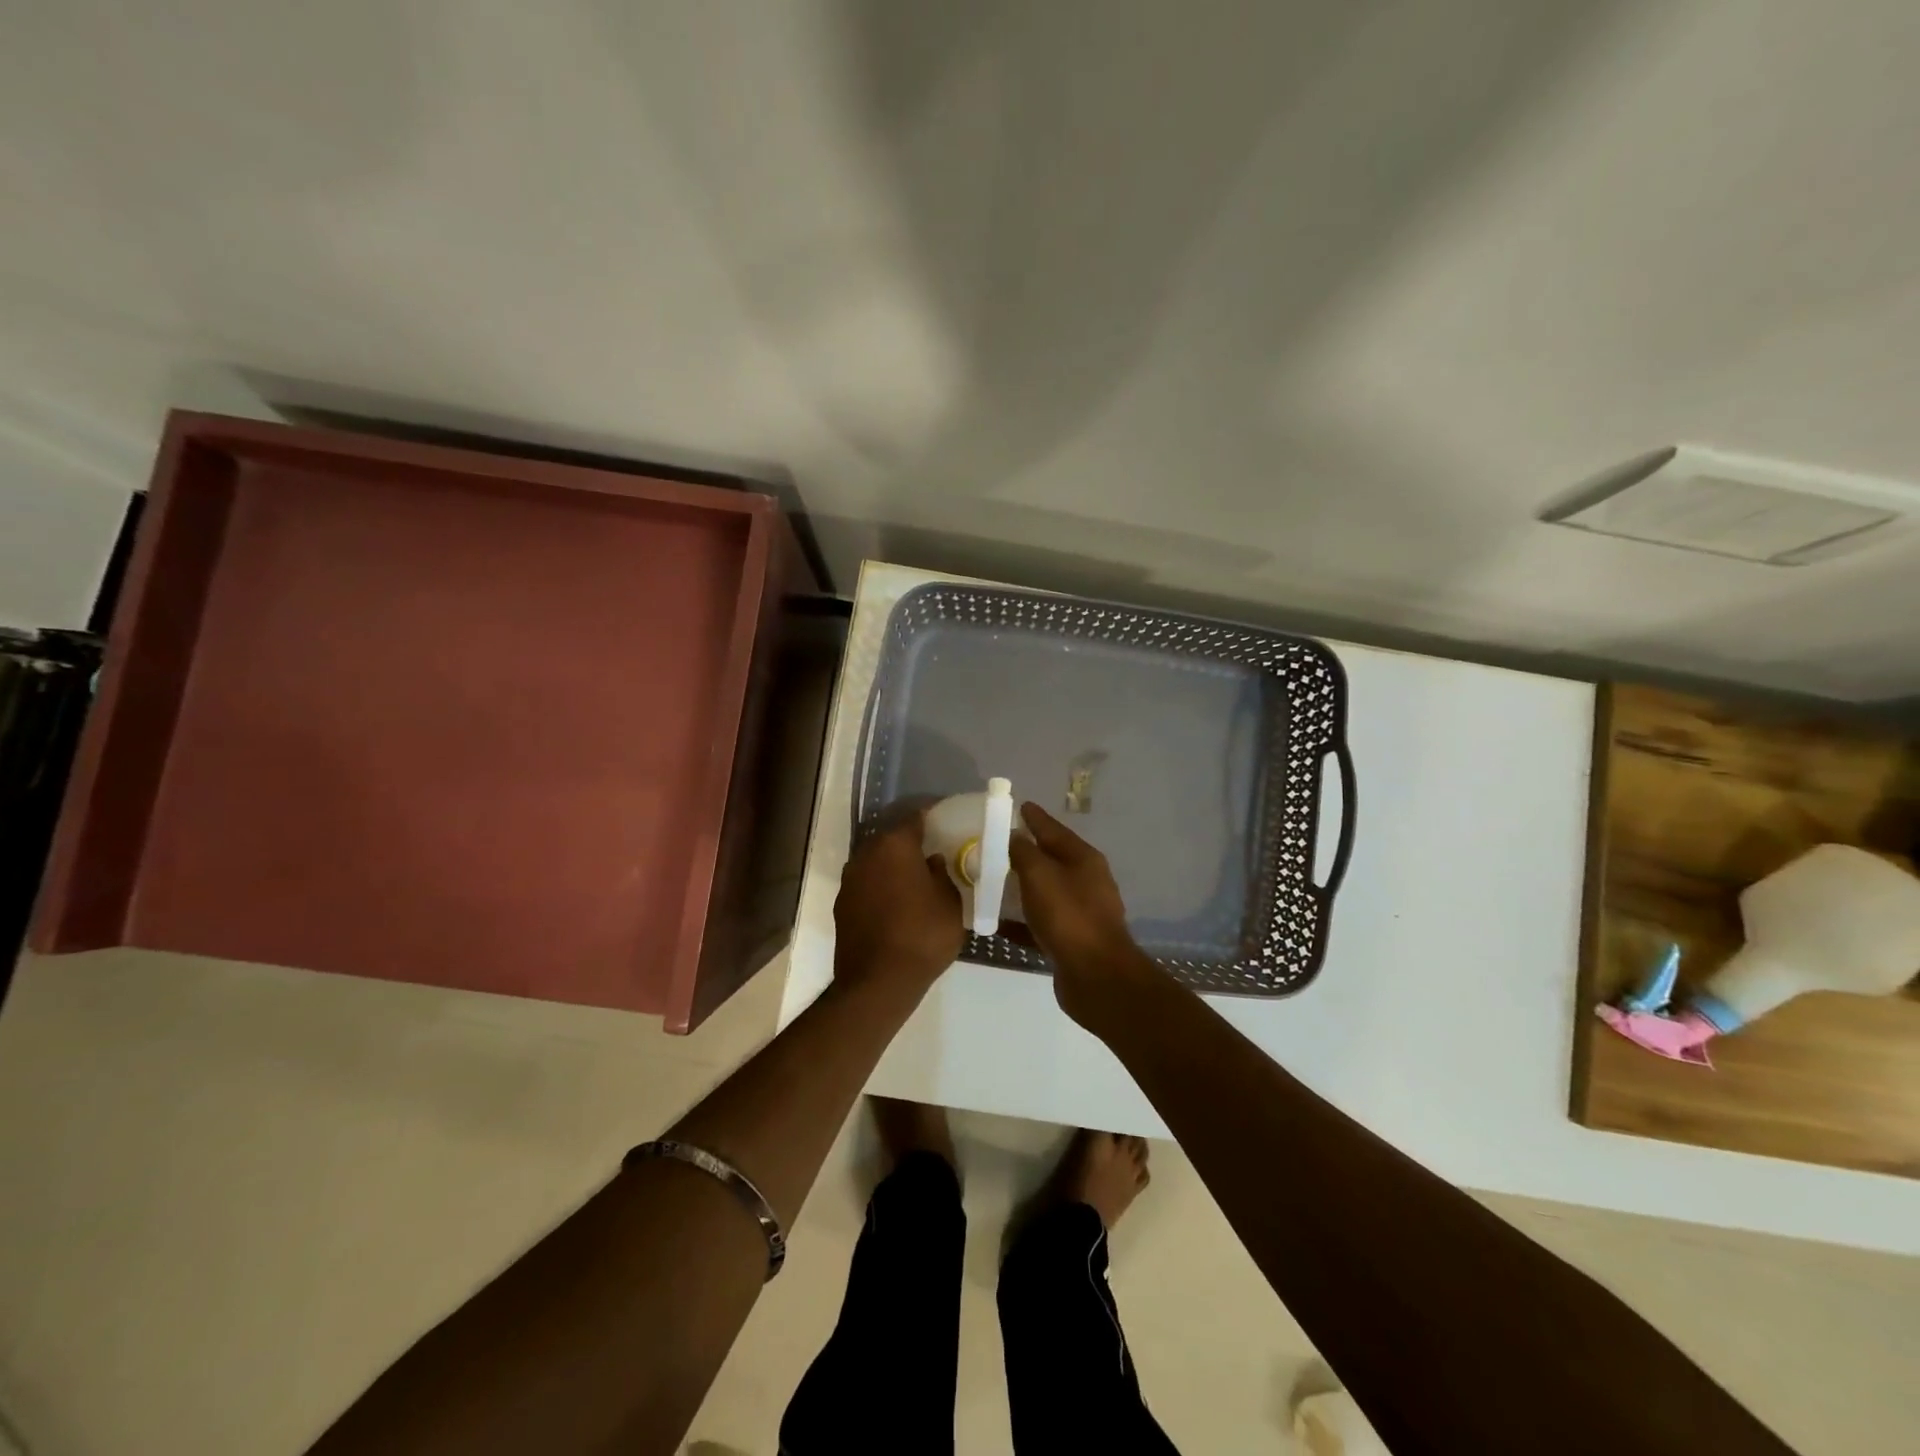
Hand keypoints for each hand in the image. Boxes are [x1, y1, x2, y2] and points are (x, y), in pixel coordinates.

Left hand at [833, 808, 962, 1002]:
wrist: (877, 982)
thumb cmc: (922, 936)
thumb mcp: (949, 904)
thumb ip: (941, 875)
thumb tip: (931, 862)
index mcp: (895, 846)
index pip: (915, 819)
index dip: (931, 819)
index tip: (945, 823)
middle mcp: (867, 855)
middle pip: (891, 840)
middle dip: (910, 844)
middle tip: (932, 853)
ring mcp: (850, 880)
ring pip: (876, 863)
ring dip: (892, 867)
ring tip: (915, 880)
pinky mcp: (842, 905)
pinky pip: (867, 885)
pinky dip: (880, 888)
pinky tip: (896, 904)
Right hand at [1009, 802, 1158, 1026]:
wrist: (1096, 976)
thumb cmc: (1068, 916)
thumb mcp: (1040, 875)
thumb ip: (1024, 851)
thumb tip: (1015, 835)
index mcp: (1084, 859)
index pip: (1054, 829)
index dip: (1035, 817)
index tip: (1018, 805)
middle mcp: (1086, 881)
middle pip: (1051, 859)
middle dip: (1027, 850)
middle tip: (997, 843)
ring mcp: (1081, 911)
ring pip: (1046, 890)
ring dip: (1022, 885)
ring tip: (993, 879)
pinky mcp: (1072, 939)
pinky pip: (1041, 921)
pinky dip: (1022, 918)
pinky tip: (998, 921)